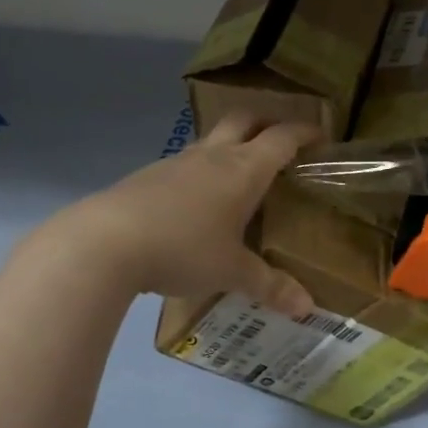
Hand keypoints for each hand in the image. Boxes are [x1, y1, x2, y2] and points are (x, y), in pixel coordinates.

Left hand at [48, 112, 322, 315]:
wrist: (105, 242)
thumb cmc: (184, 249)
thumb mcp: (231, 272)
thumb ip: (270, 286)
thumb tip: (307, 308)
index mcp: (243, 170)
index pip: (282, 138)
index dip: (305, 132)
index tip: (321, 135)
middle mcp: (213, 156)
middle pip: (245, 119)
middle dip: (267, 122)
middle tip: (282, 140)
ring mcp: (177, 162)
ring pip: (212, 140)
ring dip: (231, 145)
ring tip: (240, 174)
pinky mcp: (148, 176)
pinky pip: (186, 164)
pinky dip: (202, 171)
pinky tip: (197, 203)